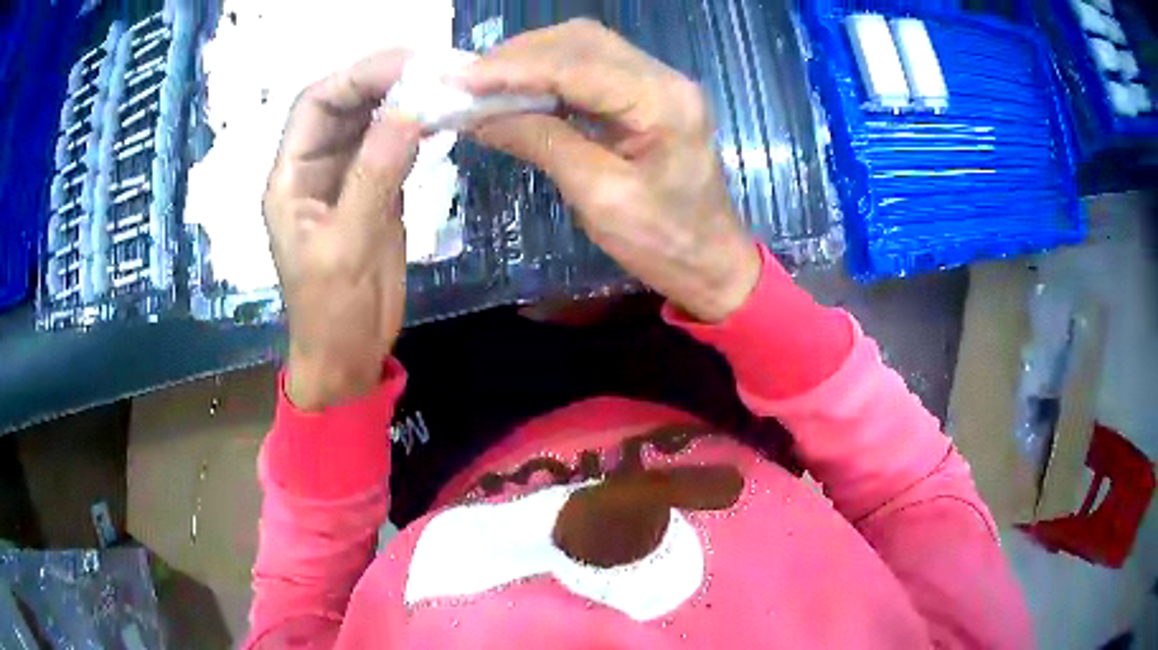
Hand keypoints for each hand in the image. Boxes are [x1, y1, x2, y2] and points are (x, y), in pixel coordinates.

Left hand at [264, 51, 421, 410]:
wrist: (348, 355)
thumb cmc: (331, 312)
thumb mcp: (346, 247)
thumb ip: (373, 178)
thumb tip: (410, 112)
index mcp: (291, 178)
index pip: (316, 104)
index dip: (356, 77)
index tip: (408, 64)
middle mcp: (316, 168)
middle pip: (346, 105)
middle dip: (386, 80)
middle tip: (439, 67)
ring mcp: (346, 179)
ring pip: (372, 121)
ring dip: (406, 99)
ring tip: (448, 84)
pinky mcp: (374, 192)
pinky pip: (393, 147)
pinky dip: (418, 128)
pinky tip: (444, 118)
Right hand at [462, 19, 760, 322]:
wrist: (711, 262)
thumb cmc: (663, 243)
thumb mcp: (599, 197)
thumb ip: (542, 143)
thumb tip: (480, 117)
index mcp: (662, 102)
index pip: (578, 64)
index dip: (513, 67)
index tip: (459, 80)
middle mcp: (665, 78)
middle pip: (582, 41)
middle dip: (518, 56)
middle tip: (467, 81)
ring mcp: (659, 84)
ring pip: (585, 48)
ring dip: (531, 60)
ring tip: (484, 84)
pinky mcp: (648, 97)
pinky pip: (592, 69)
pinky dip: (549, 75)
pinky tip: (519, 91)